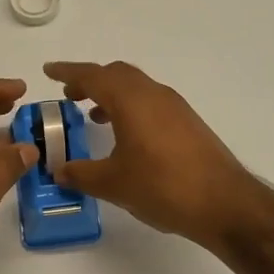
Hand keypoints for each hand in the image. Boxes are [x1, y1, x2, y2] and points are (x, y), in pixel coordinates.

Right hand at [43, 61, 265, 248]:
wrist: (224, 203)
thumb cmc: (163, 186)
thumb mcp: (113, 184)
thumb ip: (81, 174)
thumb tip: (59, 170)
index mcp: (131, 100)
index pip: (93, 76)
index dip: (68, 72)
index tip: (49, 71)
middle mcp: (153, 94)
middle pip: (116, 74)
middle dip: (91, 81)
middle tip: (70, 96)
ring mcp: (175, 107)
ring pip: (136, 87)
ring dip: (112, 95)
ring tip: (94, 116)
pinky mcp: (188, 123)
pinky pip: (151, 102)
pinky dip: (131, 108)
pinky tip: (126, 136)